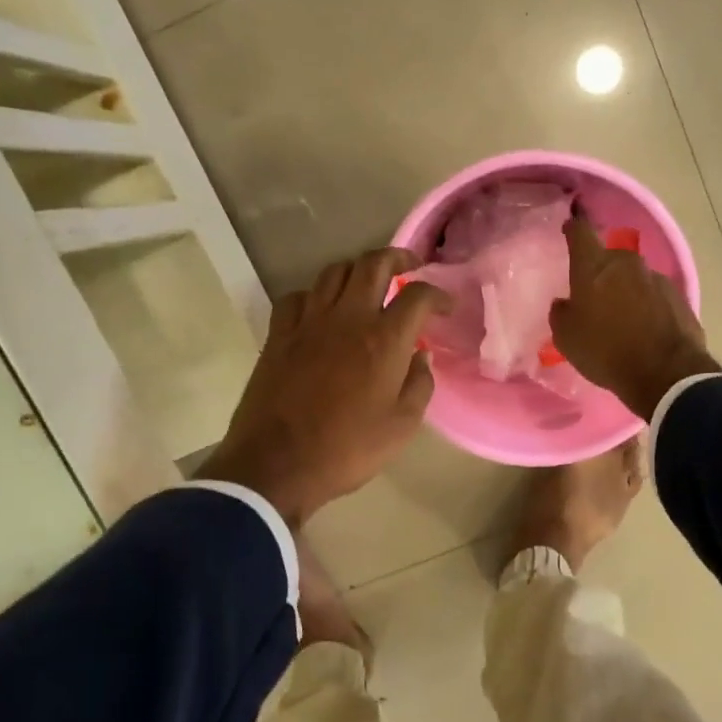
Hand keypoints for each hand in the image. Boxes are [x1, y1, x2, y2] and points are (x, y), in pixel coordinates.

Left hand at [200, 248, 450, 526]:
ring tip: (368, 284)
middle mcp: (348, 318)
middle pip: (374, 264)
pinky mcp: (279, 334)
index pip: (417, 295)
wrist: (277, 464)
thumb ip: (419, 384)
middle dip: (397, 257)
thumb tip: (421, 356)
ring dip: (357, 270)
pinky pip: (298, 297)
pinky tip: (321, 310)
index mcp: (384, 339)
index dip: (437, 294)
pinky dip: (315, 296)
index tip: (445, 305)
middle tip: (410, 266)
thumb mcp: (402, 426)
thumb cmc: (348, 449)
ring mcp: (309, 322)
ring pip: (334, 272)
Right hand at [549, 216, 718, 419]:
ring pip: (634, 277)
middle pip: (609, 258)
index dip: (573, 228)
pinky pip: (654, 295)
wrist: (665, 373)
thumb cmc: (605, 351)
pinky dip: (647, 306)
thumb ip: (561, 313)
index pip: (580, 232)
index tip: (570, 228)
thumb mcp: (566, 338)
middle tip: (594, 295)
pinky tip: (644, 329)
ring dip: (626, 290)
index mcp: (594, 266)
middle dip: (601, 271)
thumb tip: (565, 303)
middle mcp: (626, 263)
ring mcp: (656, 278)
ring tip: (621, 318)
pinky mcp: (678, 297)